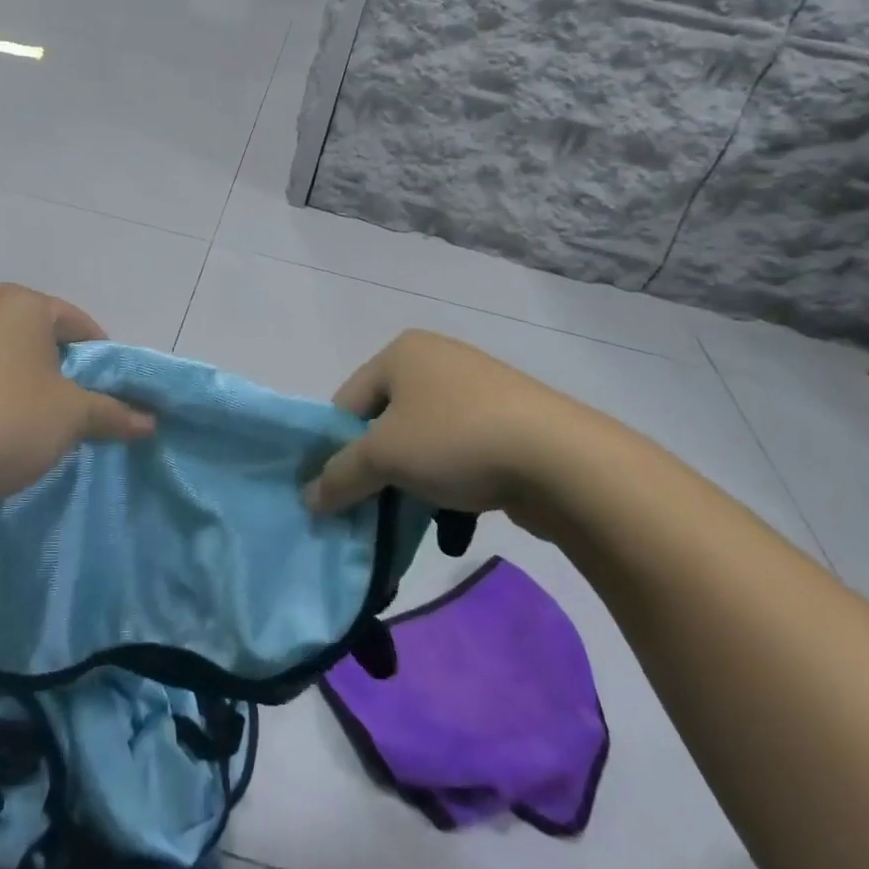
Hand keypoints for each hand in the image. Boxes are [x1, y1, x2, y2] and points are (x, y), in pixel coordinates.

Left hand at [0, 284, 153, 504]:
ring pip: (15, 361)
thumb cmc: (7, 420)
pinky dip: (4, 399)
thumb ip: (114, 413)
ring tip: (46, 430)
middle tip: (84, 414)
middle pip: (46, 340)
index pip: (80, 324)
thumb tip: (151, 422)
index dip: (104, 361)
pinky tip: (6, 434)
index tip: (113, 396)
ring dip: (36, 390)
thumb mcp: (72, 416)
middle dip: (69, 376)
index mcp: (23, 302)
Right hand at [303, 329, 633, 527]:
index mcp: (402, 352)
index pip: (346, 402)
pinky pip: (458, 450)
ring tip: (410, 517)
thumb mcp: (384, 456)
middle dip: (373, 467)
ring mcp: (476, 388)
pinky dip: (447, 479)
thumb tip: (308, 498)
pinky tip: (453, 513)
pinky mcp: (508, 420)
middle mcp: (437, 359)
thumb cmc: (456, 439)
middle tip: (366, 509)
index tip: (333, 493)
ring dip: (410, 479)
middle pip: (384, 421)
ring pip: (422, 440)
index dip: (333, 449)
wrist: (561, 459)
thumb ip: (340, 475)